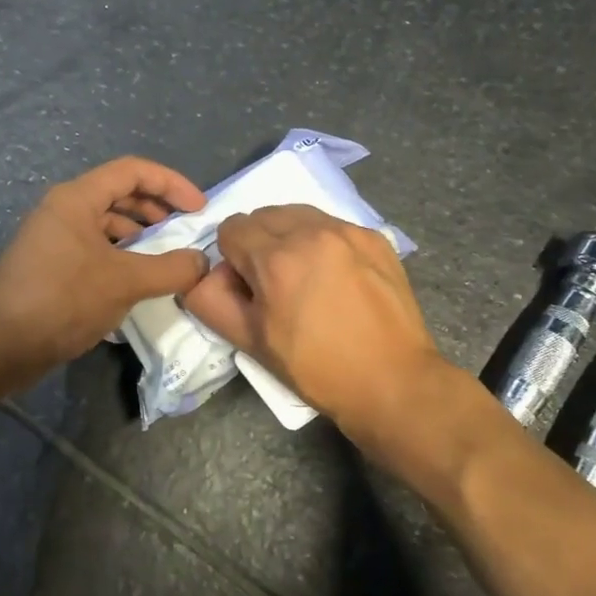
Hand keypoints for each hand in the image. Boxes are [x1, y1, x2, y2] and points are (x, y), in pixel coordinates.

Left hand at [0, 157, 211, 387]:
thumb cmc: (63, 299)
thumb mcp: (125, 282)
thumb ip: (170, 269)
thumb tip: (201, 262)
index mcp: (77, 198)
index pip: (132, 171)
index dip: (171, 183)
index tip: (198, 209)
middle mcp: (63, 210)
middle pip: (118, 193)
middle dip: (156, 208)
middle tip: (183, 231)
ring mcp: (54, 238)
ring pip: (105, 223)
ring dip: (139, 235)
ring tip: (165, 259)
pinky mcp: (50, 266)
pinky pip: (94, 248)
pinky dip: (120, 257)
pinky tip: (136, 281)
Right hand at [182, 205, 451, 443]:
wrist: (392, 381)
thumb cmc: (315, 368)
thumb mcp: (250, 343)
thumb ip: (211, 301)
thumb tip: (203, 275)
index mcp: (275, 258)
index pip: (231, 228)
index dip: (232, 260)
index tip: (250, 289)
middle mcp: (311, 231)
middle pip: (263, 214)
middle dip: (259, 243)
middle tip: (275, 284)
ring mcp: (348, 231)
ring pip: (298, 214)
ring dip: (289, 236)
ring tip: (306, 276)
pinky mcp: (374, 237)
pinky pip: (332, 225)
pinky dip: (323, 242)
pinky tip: (337, 277)